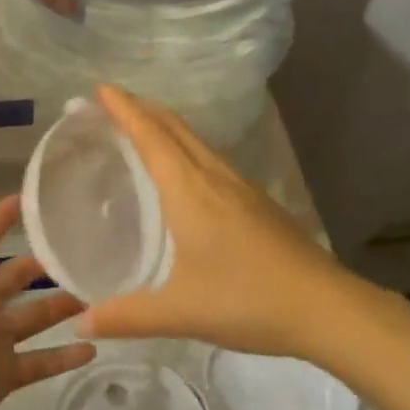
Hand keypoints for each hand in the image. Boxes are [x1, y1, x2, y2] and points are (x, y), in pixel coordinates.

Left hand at [0, 176, 95, 409]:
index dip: (2, 216)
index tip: (38, 198)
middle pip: (15, 277)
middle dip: (43, 263)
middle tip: (84, 248)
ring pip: (34, 317)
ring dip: (61, 306)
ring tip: (99, 293)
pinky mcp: (3, 378)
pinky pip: (40, 362)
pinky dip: (64, 356)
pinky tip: (94, 347)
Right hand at [75, 85, 371, 357]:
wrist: (328, 308)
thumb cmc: (249, 300)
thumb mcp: (180, 312)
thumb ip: (127, 317)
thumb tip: (81, 322)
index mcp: (190, 191)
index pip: (151, 136)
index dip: (124, 109)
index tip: (101, 88)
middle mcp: (215, 177)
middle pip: (175, 127)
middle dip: (142, 108)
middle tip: (111, 104)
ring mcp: (241, 187)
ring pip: (196, 141)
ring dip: (166, 126)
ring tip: (142, 129)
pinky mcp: (258, 202)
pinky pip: (212, 158)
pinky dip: (186, 148)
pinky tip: (185, 173)